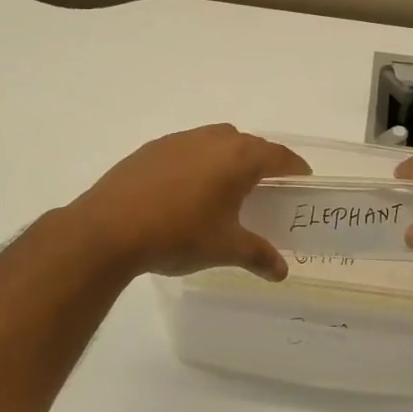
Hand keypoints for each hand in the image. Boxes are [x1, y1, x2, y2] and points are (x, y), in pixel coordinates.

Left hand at [68, 125, 309, 281]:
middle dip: (261, 161)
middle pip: (248, 143)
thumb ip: (258, 255)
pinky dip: (197, 162)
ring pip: (215, 141)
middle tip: (266, 186)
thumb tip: (282, 272)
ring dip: (227, 157)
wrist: (109, 228)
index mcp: (238, 158)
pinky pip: (187, 149)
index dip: (294, 167)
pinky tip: (186, 190)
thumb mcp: (225, 249)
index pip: (278, 155)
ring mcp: (179, 141)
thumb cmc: (179, 234)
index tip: (302, 179)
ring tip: (225, 187)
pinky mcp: (151, 149)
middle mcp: (212, 139)